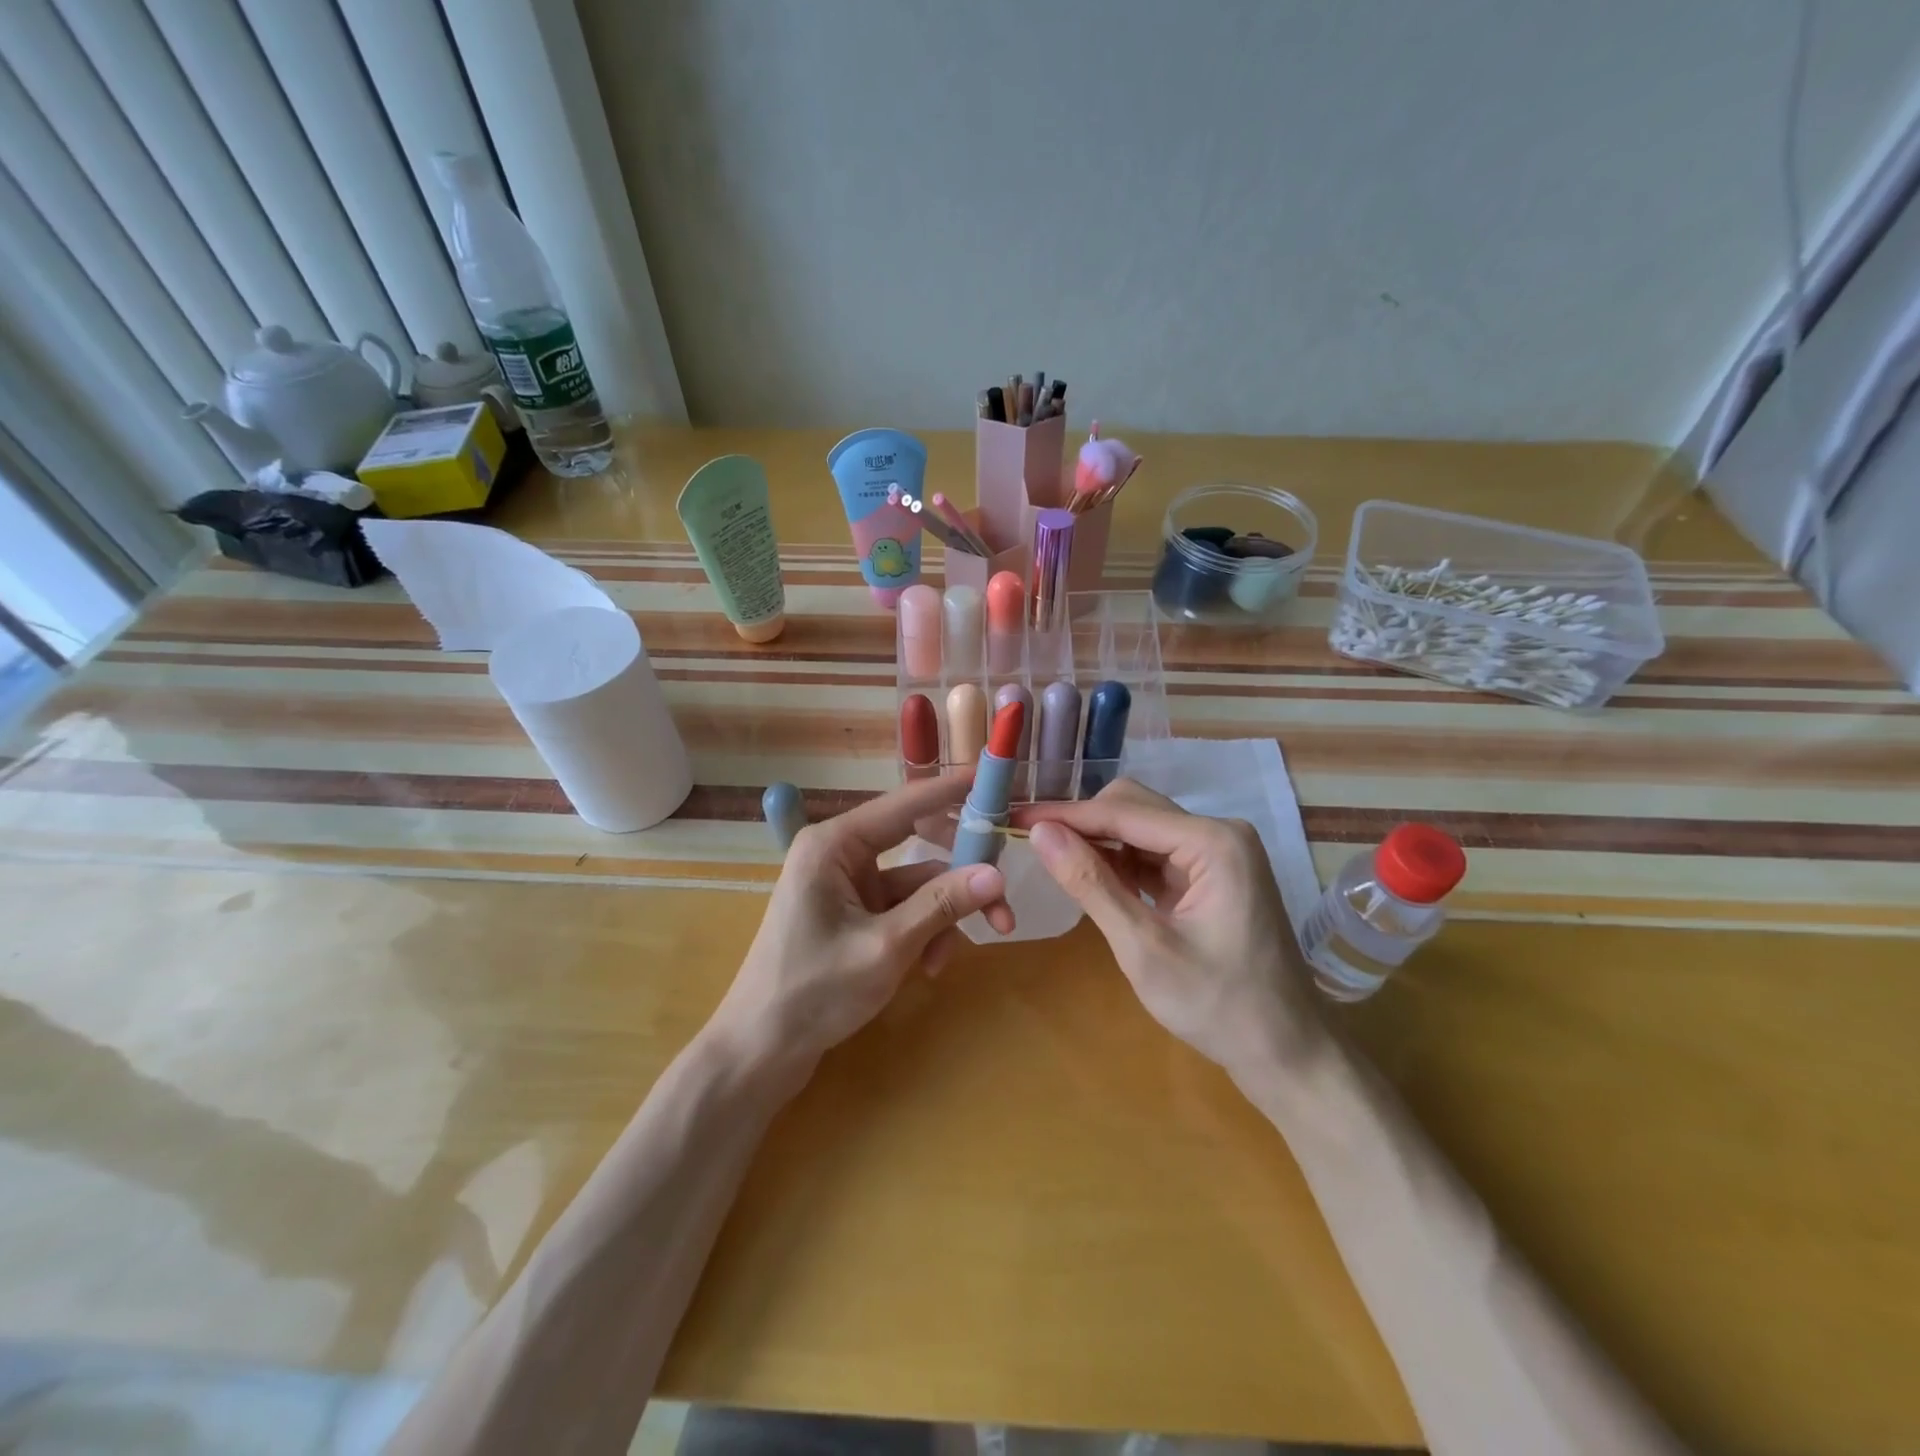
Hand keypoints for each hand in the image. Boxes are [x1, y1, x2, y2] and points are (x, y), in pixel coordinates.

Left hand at [717, 774, 1014, 1067]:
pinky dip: (922, 933)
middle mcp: (840, 854)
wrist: (759, 1051)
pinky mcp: (853, 914)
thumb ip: (942, 906)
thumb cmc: (813, 992)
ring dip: (941, 917)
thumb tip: (998, 874)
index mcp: (834, 844)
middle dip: (960, 875)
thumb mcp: (886, 947)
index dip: (953, 791)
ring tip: (949, 960)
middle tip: (1001, 893)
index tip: (995, 779)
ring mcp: (846, 885)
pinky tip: (928, 969)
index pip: (906, 804)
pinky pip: (902, 909)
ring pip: (916, 885)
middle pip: (918, 843)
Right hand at [1015, 779, 1321, 1077]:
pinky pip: (1154, 854)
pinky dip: (1120, 863)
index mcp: (1213, 842)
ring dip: (1098, 842)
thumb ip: (1091, 885)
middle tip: (1031, 841)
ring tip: (1051, 858)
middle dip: (1082, 823)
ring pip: (1141, 829)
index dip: (1065, 814)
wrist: (1286, 1053)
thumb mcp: (1143, 948)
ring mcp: (1217, 854)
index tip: (1016, 817)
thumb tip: (1041, 833)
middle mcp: (1218, 833)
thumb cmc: (1218, 1006)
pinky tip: (1090, 877)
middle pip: (1134, 808)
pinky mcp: (1210, 875)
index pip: (1122, 812)